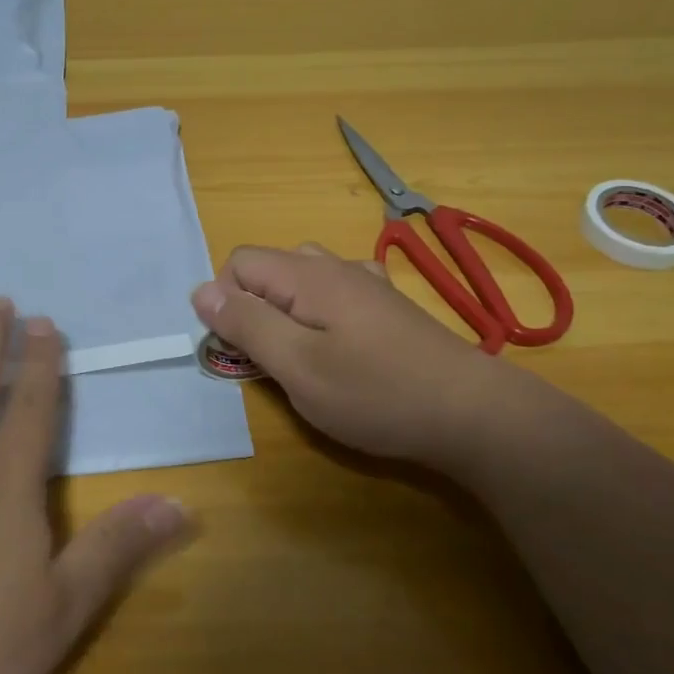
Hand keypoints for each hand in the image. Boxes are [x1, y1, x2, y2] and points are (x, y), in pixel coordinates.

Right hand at [191, 244, 522, 470]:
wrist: (472, 412)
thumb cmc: (375, 393)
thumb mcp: (296, 365)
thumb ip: (246, 324)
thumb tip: (201, 292)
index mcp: (306, 275)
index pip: (239, 262)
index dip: (226, 301)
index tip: (242, 349)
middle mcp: (335, 267)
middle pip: (270, 268)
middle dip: (254, 306)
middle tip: (269, 358)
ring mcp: (367, 284)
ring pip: (303, 281)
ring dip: (286, 312)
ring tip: (301, 356)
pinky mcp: (388, 307)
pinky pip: (336, 294)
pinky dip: (320, 314)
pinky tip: (340, 346)